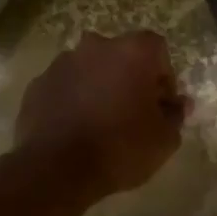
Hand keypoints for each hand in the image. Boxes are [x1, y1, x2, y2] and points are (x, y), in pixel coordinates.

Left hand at [15, 30, 189, 196]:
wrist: (56, 169)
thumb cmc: (120, 148)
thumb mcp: (164, 139)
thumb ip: (175, 115)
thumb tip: (178, 104)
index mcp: (132, 51)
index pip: (158, 50)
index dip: (164, 77)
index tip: (162, 106)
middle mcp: (96, 46)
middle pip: (122, 55)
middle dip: (130, 78)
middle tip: (134, 112)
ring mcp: (63, 62)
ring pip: (91, 69)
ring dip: (100, 86)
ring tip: (102, 122)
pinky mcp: (38, 83)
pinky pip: (65, 86)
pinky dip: (73, 99)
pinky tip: (76, 128)